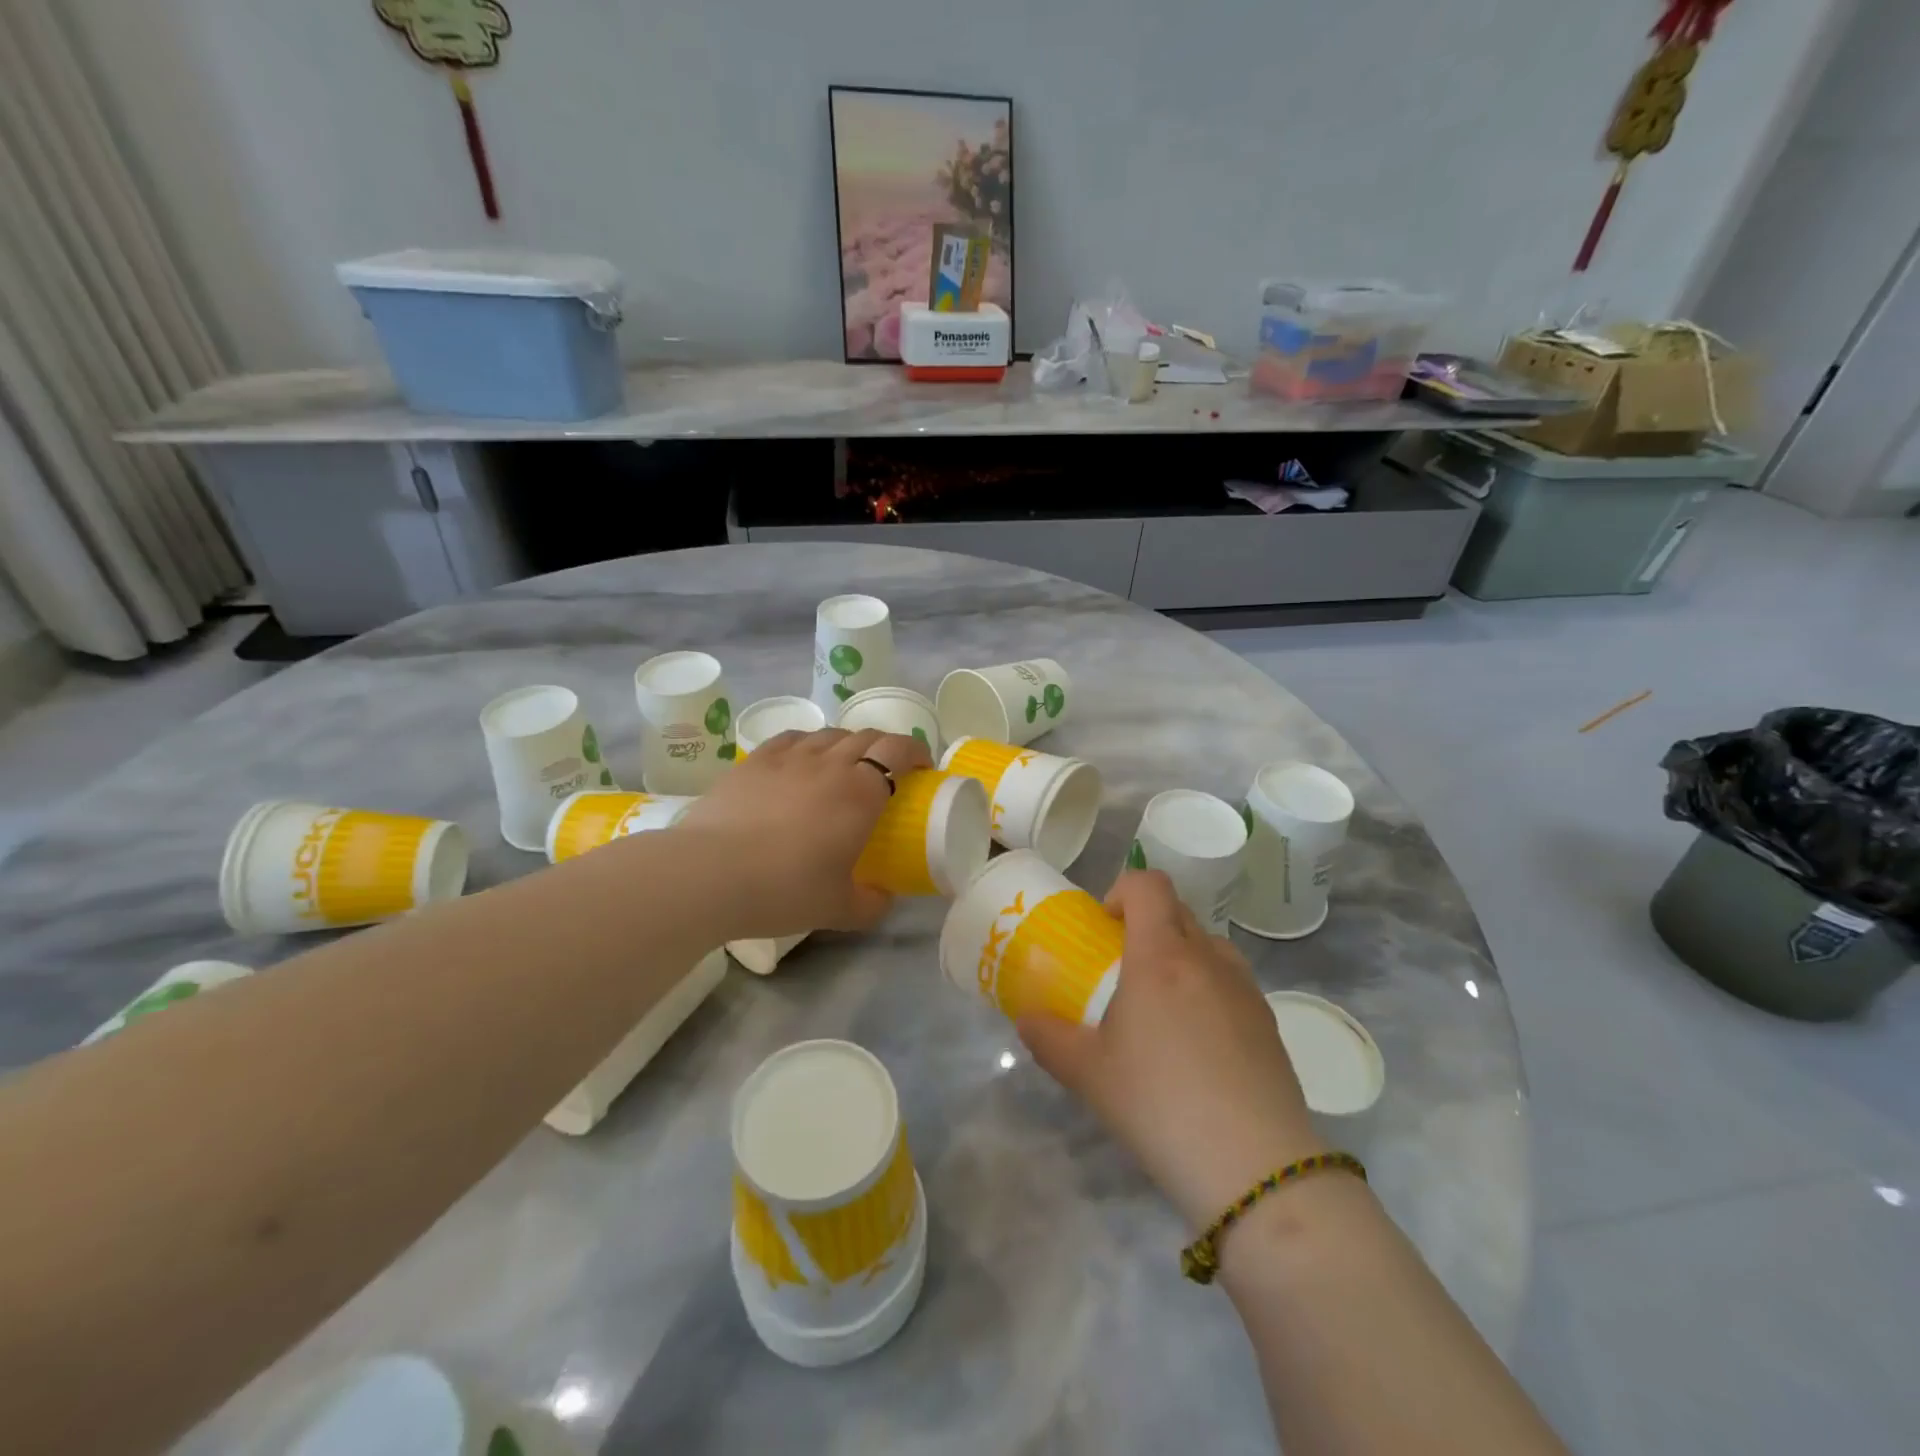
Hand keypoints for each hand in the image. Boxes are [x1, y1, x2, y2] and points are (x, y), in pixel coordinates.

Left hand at [675, 727, 931, 937]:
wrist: (710, 874)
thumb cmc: (785, 889)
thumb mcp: (839, 909)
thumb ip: (871, 903)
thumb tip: (883, 899)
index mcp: (860, 792)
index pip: (897, 750)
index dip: (915, 751)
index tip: (921, 766)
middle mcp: (829, 763)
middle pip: (866, 736)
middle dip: (884, 747)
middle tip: (887, 771)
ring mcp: (788, 757)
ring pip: (828, 734)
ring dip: (846, 743)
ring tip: (843, 765)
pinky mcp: (754, 761)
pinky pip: (791, 739)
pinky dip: (808, 744)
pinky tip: (800, 761)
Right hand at [1017, 870, 1322, 1228]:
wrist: (1254, 1167)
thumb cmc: (1159, 1103)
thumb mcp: (1088, 1074)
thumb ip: (1048, 1038)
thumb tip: (1026, 1019)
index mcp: (1161, 955)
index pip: (1148, 884)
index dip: (1121, 891)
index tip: (1104, 930)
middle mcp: (1207, 958)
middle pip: (1177, 910)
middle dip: (1146, 926)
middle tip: (1122, 972)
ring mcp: (1245, 989)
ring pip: (1208, 946)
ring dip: (1181, 956)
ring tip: (1161, 1010)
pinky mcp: (1270, 1022)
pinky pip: (1231, 982)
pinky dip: (1208, 991)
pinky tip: (1198, 1048)